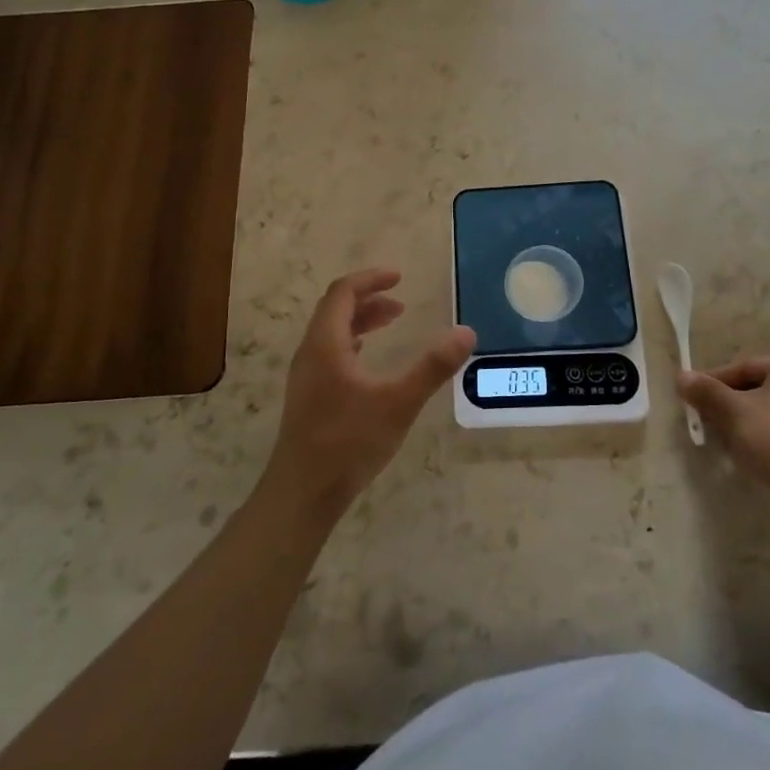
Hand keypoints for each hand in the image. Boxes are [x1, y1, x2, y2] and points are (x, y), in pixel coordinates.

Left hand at [262, 268, 474, 519]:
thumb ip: (432, 367)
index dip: (370, 279)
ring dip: (360, 321)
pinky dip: (352, 342)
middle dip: (368, 299)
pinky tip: (367, 360)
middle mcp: (310, 352)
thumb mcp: (398, 403)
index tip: (399, 277)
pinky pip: (329, 352)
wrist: (303, 492)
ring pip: (331, 332)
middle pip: (335, 309)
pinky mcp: (308, 396)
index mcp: (326, 344)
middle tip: (401, 302)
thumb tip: (466, 333)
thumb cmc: (349, 442)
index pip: (343, 292)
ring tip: (392, 323)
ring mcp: (306, 375)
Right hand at [678, 351, 769, 517]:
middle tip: (707, 421)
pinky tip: (754, 456)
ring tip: (726, 441)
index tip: (691, 398)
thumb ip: (707, 392)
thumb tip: (682, 376)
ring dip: (748, 423)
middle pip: (759, 388)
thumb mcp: (734, 413)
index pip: (743, 368)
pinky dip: (769, 438)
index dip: (713, 382)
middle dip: (730, 404)